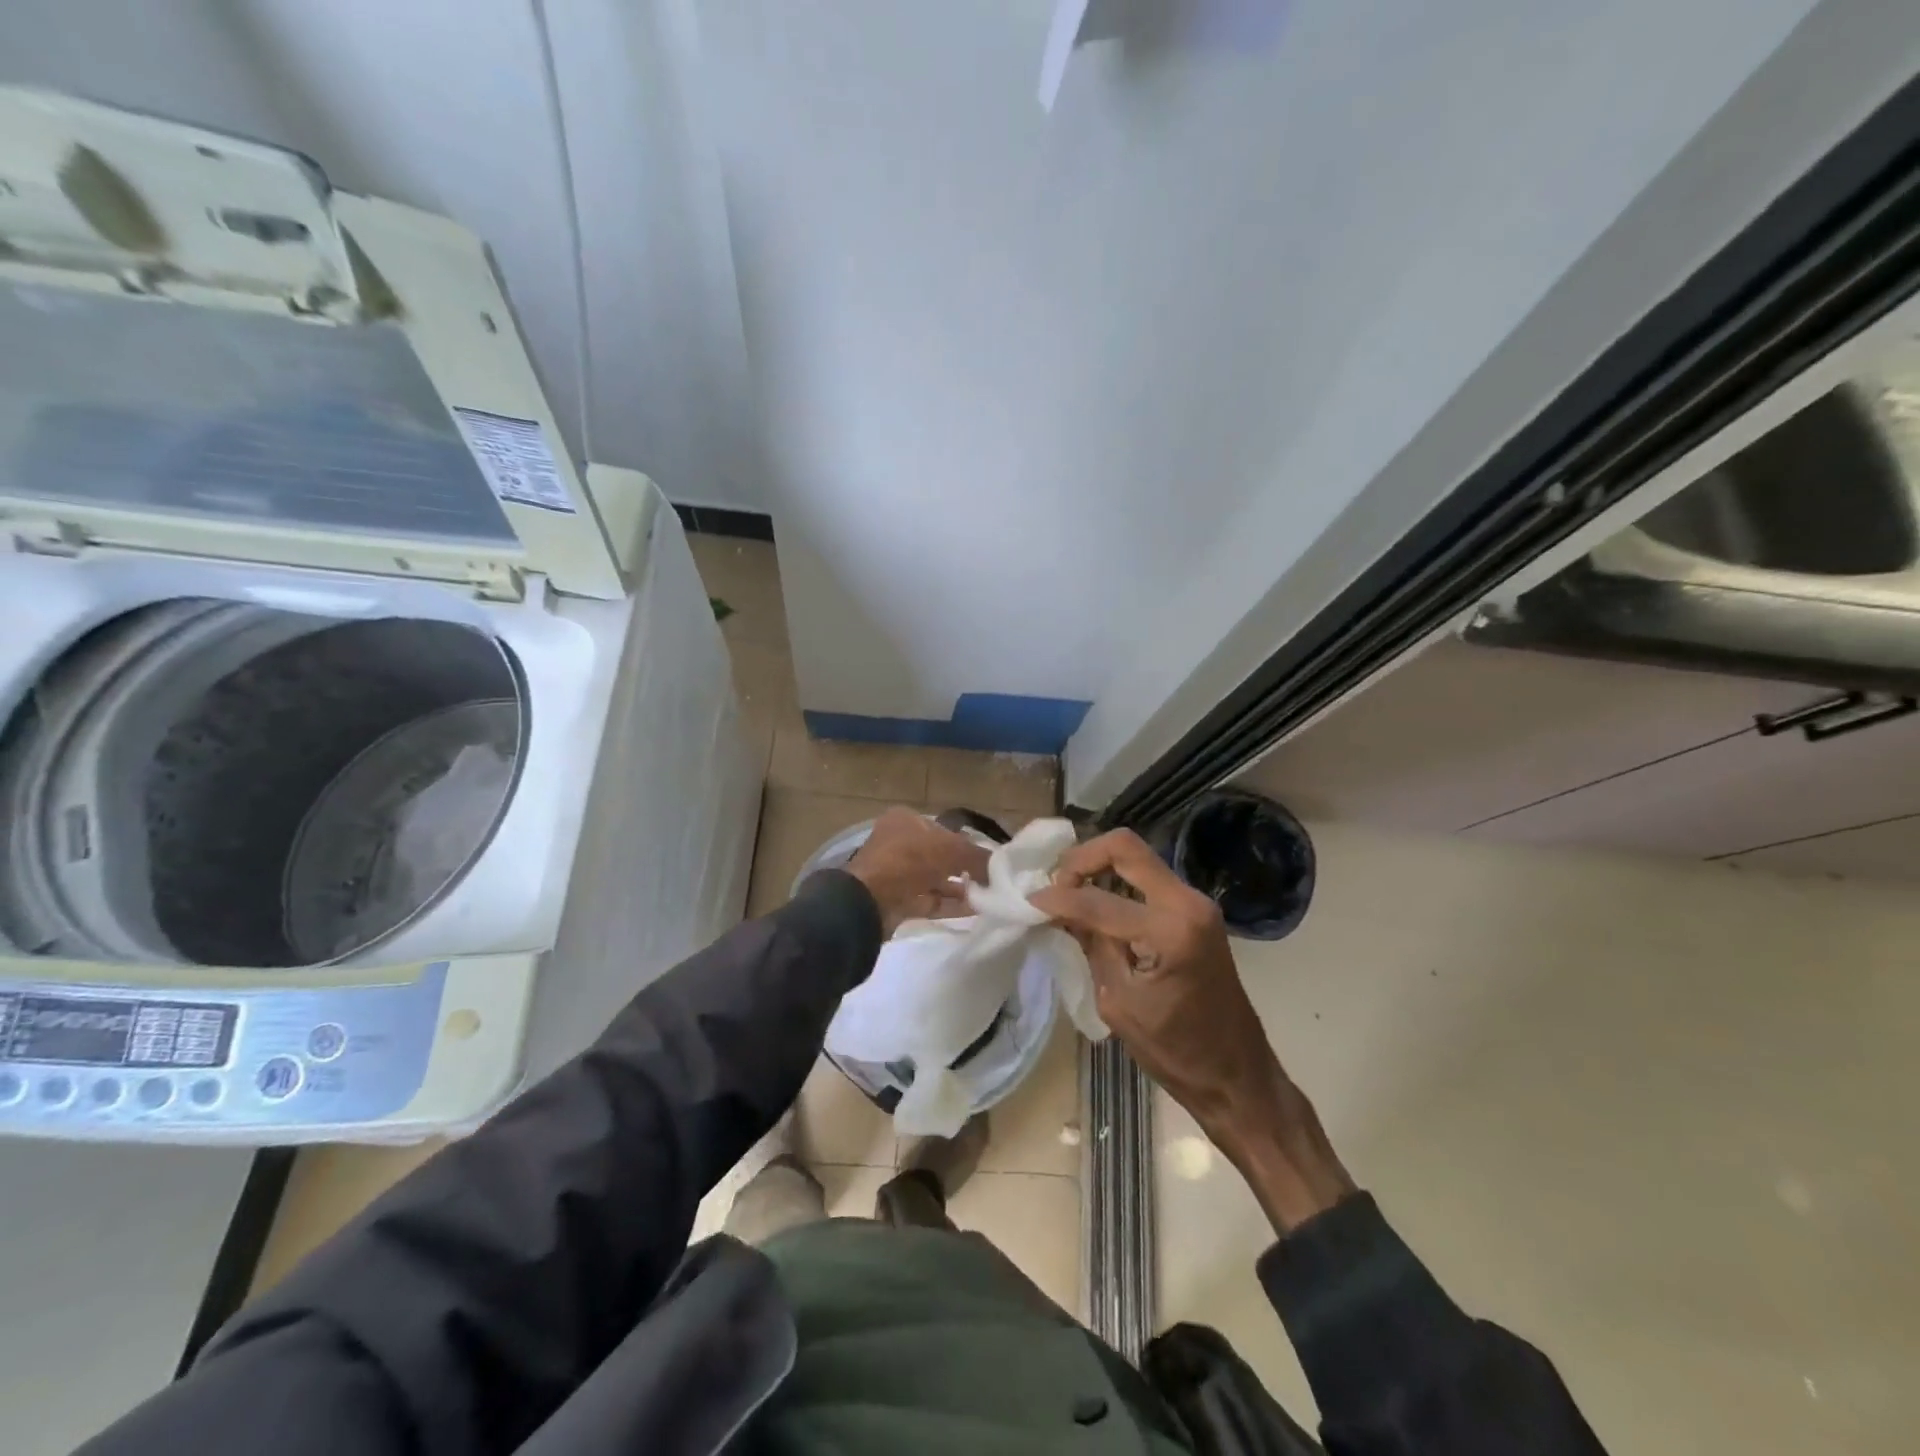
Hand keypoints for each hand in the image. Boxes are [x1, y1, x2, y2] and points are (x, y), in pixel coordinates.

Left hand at [844, 808, 991, 936]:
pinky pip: (929, 899)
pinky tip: (975, 910)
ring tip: (989, 896)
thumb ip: (978, 856)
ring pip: (935, 879)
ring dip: (960, 888)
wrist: (868, 901)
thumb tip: (1001, 866)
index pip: (942, 829)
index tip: (989, 857)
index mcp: (906, 821)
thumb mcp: (950, 850)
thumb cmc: (909, 860)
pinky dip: (950, 904)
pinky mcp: (897, 900)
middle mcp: (899, 844)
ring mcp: (896, 874)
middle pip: (939, 855)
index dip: (966, 842)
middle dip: (965, 868)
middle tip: (992, 879)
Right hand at [1030, 829, 1354, 1232]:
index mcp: (1171, 930)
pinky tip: (1094, 904)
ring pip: (1137, 858)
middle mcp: (1188, 902)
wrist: (1237, 1075)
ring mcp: (1196, 903)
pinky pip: (1148, 879)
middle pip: (1125, 847)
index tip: (1028, 902)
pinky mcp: (1195, 911)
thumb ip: (1090, 945)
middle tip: (1053, 884)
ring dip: (1098, 867)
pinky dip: (1116, 882)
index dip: (1057, 897)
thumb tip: (1056, 910)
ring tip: (1068, 894)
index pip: (1098, 898)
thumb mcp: (1118, 1001)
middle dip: (1081, 858)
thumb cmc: (1175, 1052)